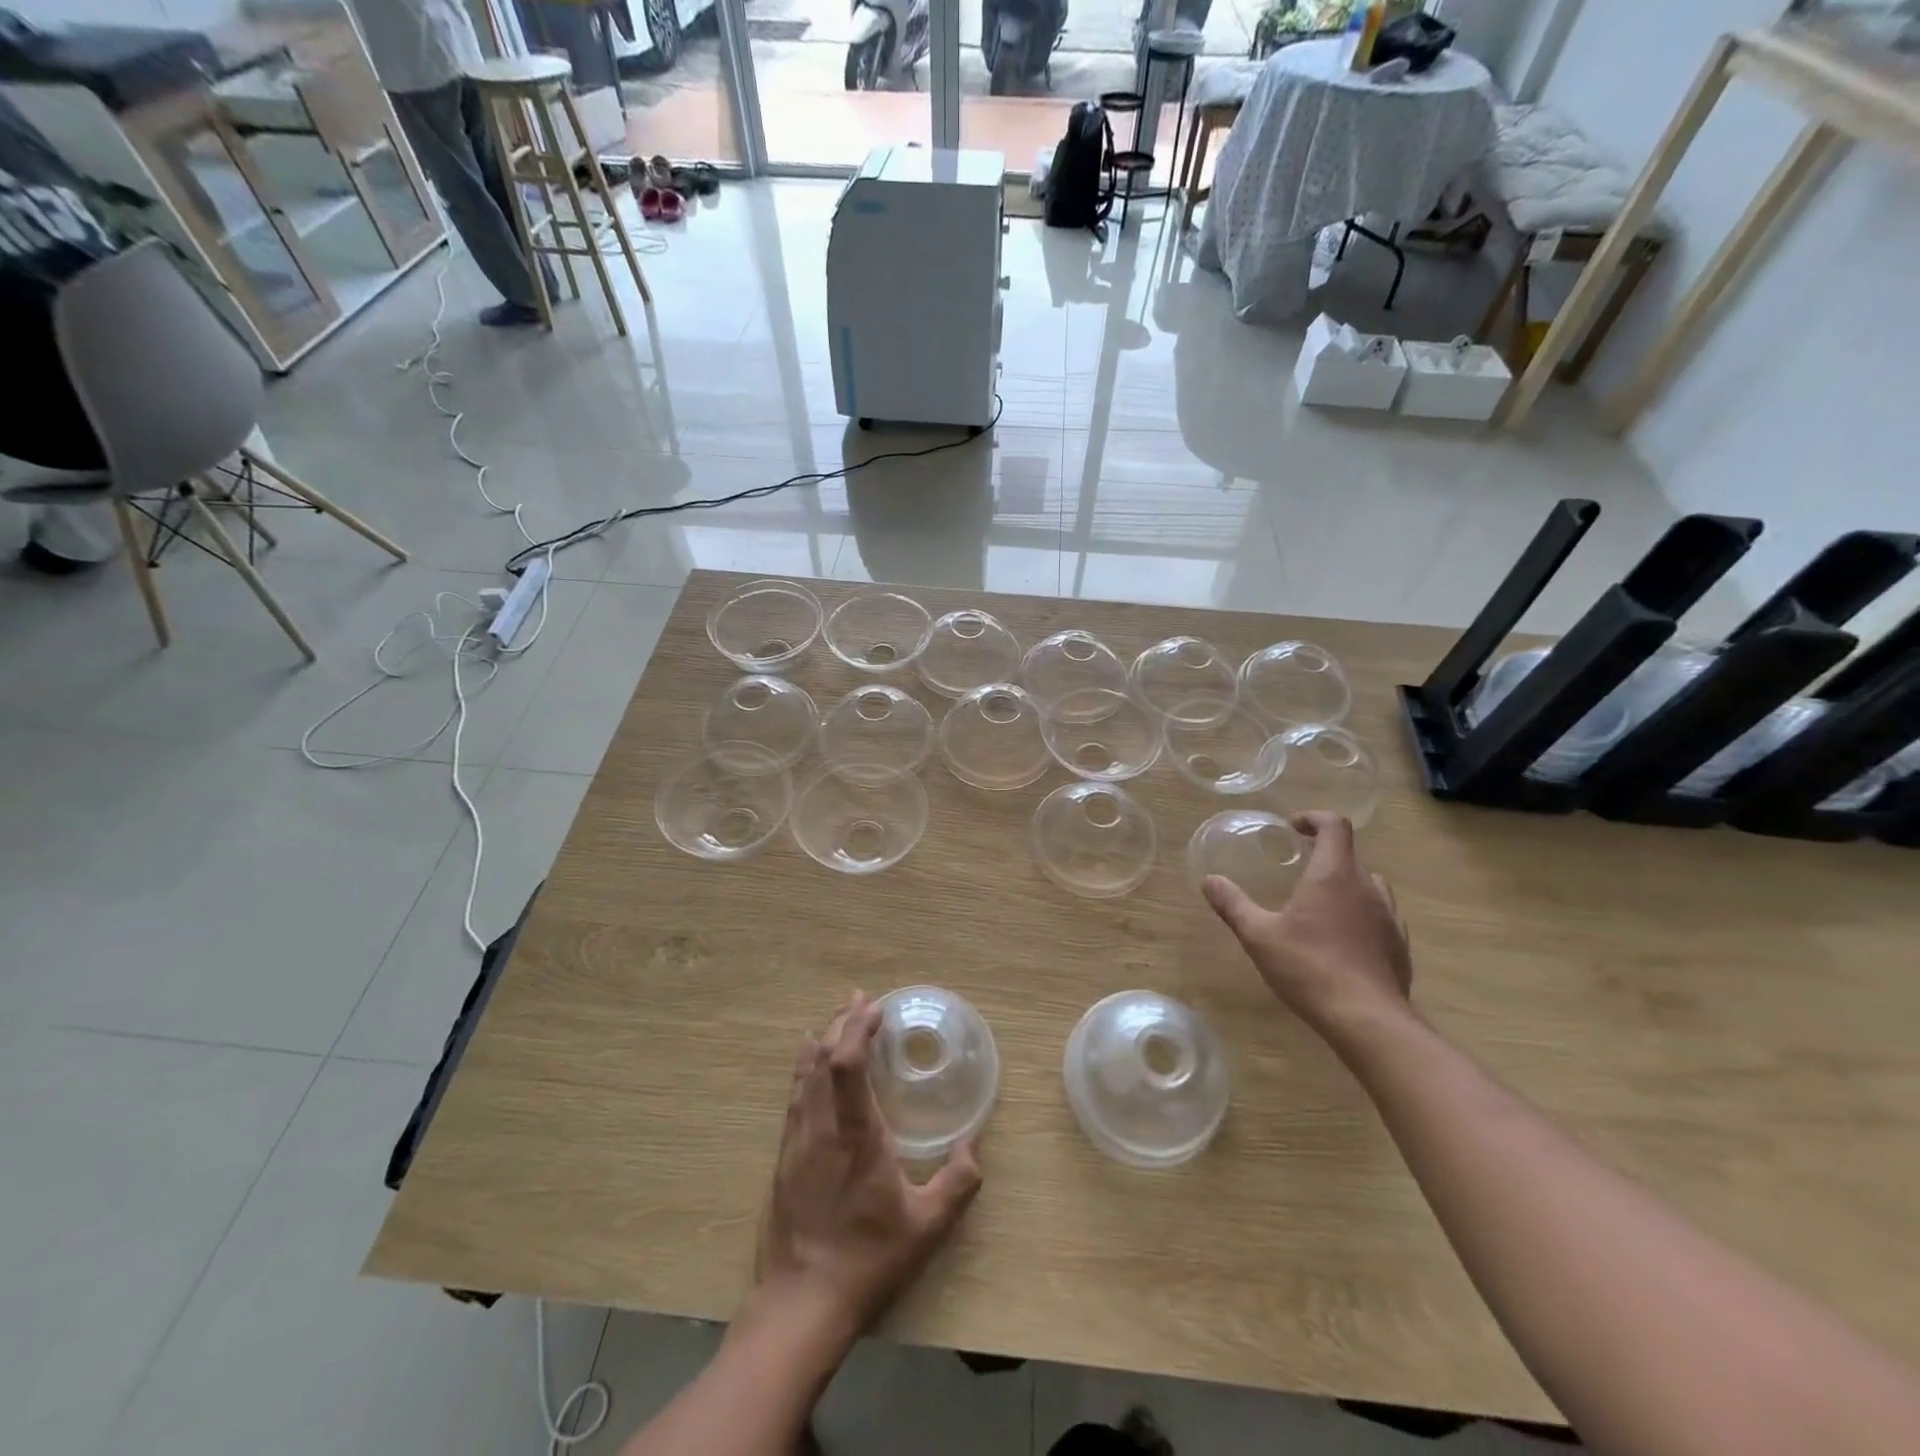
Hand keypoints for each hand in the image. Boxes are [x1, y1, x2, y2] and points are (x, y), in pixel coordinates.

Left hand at [758, 992, 982, 1338]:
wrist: (801, 1304)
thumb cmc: (868, 1260)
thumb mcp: (926, 1227)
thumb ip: (958, 1182)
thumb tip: (974, 1145)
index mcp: (854, 1134)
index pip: (847, 1064)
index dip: (858, 1028)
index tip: (876, 1007)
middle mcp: (820, 1127)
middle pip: (822, 1057)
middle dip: (841, 1022)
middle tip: (861, 999)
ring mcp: (796, 1141)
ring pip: (804, 1074)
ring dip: (822, 1039)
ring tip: (839, 1018)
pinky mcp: (784, 1157)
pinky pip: (793, 1096)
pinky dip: (804, 1067)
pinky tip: (808, 1061)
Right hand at [1203, 812, 1412, 1040]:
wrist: (1368, 1021)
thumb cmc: (1309, 968)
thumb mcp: (1259, 935)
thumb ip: (1233, 904)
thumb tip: (1209, 880)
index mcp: (1334, 875)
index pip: (1335, 826)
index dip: (1314, 819)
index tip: (1293, 829)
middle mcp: (1367, 888)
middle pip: (1350, 856)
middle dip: (1324, 856)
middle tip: (1298, 871)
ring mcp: (1389, 918)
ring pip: (1369, 886)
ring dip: (1346, 885)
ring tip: (1319, 906)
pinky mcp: (1400, 946)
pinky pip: (1380, 917)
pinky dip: (1361, 916)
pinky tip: (1342, 942)